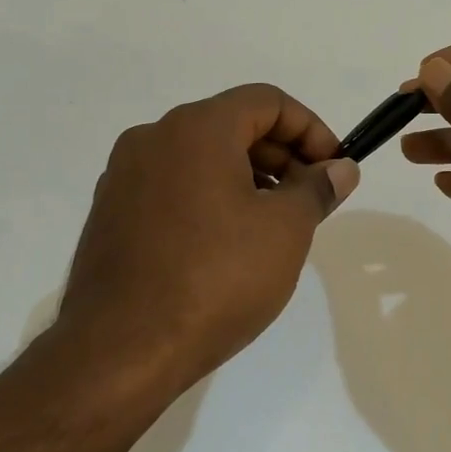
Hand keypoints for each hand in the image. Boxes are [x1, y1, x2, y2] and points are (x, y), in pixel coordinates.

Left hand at [55, 85, 358, 389]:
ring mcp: (124, 176)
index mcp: (196, 128)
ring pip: (201, 157)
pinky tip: (227, 245)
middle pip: (232, 124)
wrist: (121, 351)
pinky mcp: (111, 213)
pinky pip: (173, 186)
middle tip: (310, 200)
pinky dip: (210, 197)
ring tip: (273, 226)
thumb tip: (339, 169)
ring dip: (247, 177)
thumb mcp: (286, 230)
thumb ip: (318, 188)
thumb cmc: (216, 279)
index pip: (267, 101)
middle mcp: (153, 137)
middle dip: (281, 155)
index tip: (332, 169)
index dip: (311, 129)